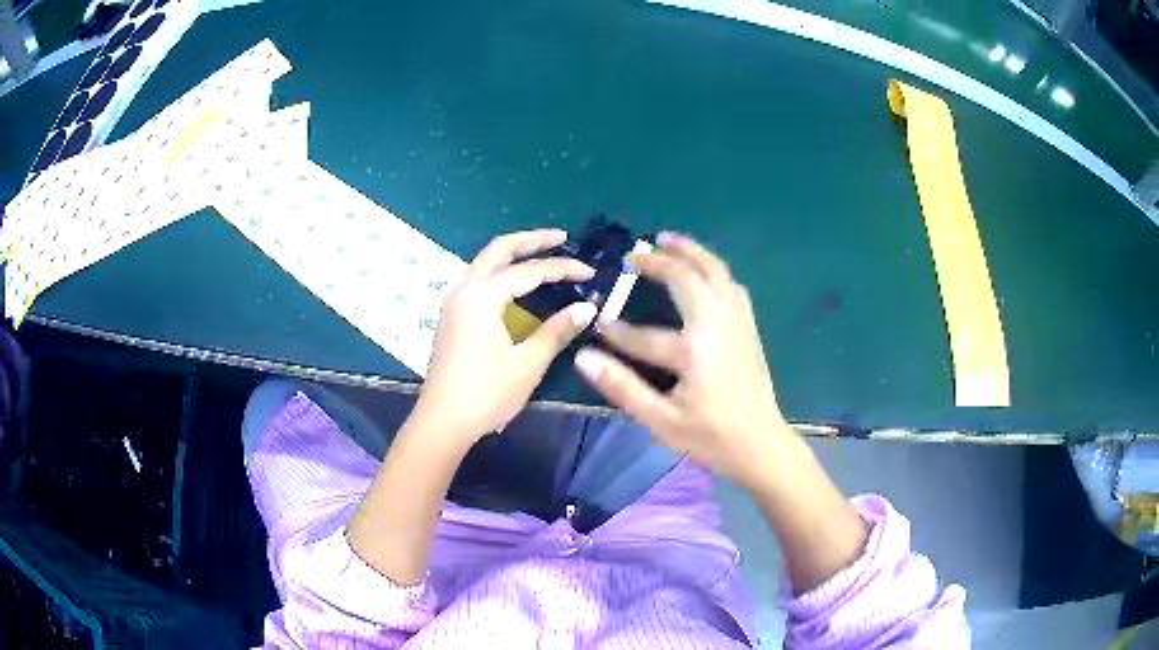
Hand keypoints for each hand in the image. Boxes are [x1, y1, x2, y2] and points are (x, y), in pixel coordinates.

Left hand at [417, 229, 597, 444]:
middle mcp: (464, 289)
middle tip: (561, 238)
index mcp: (482, 296)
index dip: (562, 268)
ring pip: (485, 262)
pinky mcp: (451, 316)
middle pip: (499, 249)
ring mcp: (453, 301)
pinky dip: (500, 271)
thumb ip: (556, 331)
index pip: (529, 271)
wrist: (442, 421)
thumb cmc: (486, 394)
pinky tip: (516, 284)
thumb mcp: (527, 363)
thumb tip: (587, 307)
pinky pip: (478, 279)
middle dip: (531, 240)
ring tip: (542, 255)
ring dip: (513, 254)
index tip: (590, 271)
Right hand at [574, 232, 788, 489]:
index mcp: (694, 350)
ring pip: (715, 271)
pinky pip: (731, 284)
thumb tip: (584, 357)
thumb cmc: (710, 437)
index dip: (616, 331)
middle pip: (687, 277)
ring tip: (668, 240)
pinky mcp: (749, 325)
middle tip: (634, 254)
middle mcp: (717, 324)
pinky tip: (704, 270)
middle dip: (658, 261)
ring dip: (691, 251)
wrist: (761, 444)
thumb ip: (622, 387)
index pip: (643, 335)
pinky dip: (713, 269)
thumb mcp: (661, 420)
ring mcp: (737, 321)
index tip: (598, 325)